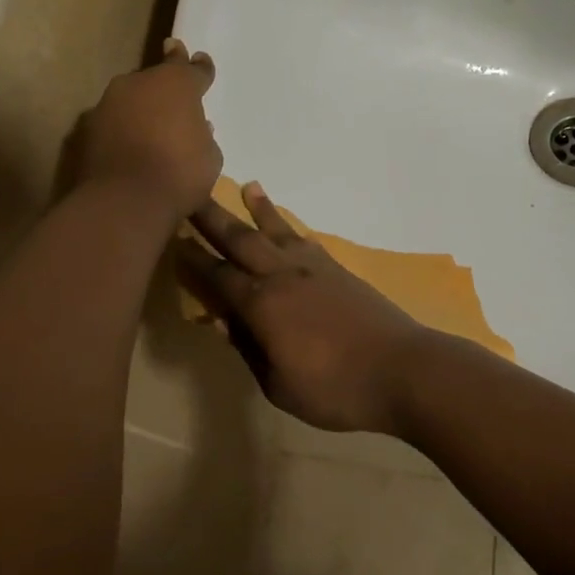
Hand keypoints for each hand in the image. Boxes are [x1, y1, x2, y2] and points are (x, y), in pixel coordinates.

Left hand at [71, 39, 221, 221]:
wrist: (124, 200)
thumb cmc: (179, 174)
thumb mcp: (209, 157)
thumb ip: (202, 135)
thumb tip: (195, 127)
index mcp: (177, 83)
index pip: (192, 69)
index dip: (200, 68)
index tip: (200, 60)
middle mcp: (140, 82)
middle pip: (157, 78)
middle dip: (165, 87)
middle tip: (172, 98)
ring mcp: (109, 102)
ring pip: (131, 97)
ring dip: (141, 108)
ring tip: (150, 128)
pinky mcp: (88, 125)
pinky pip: (113, 120)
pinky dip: (122, 128)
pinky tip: (128, 145)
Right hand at [177, 182, 436, 434]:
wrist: (402, 370)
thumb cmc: (335, 389)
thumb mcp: (279, 385)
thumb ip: (249, 349)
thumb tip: (223, 321)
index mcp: (262, 305)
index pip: (217, 275)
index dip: (192, 259)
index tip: (171, 239)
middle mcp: (282, 275)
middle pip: (240, 239)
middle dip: (212, 217)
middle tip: (190, 194)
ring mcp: (313, 268)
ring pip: (276, 231)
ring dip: (257, 209)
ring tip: (246, 185)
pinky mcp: (338, 270)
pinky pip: (305, 240)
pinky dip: (291, 228)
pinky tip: (288, 226)